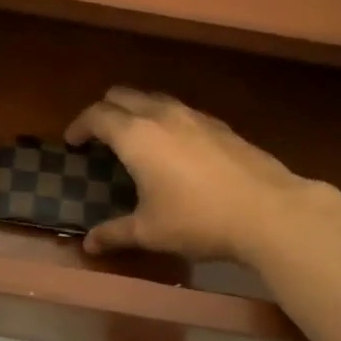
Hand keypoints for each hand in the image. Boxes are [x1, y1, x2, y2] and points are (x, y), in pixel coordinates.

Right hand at [65, 89, 311, 261]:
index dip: (79, 126)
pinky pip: (180, 111)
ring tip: (134, 138)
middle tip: (98, 135)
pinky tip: (173, 147)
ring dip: (136, 110)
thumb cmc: (198, 220)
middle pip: (122, 95)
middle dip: (104, 110)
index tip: (72, 141)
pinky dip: (164, 119)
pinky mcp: (220, 125)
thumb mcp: (149, 231)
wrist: (268, 211)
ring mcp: (194, 116)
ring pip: (154, 98)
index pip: (96, 116)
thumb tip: (88, 245)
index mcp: (136, 135)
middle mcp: (161, 115)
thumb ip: (114, 233)